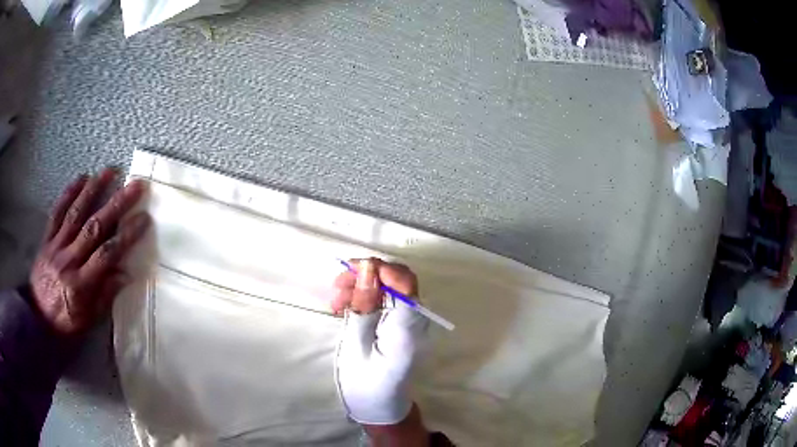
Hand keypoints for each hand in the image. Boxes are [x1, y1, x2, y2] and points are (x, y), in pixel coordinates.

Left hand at [29, 169, 149, 336]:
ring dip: (93, 190)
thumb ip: (105, 296)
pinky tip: (81, 178)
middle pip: (94, 227)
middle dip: (116, 204)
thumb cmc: (66, 323)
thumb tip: (126, 273)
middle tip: (134, 185)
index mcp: (81, 284)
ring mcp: (56, 246)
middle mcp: (69, 260)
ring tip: (109, 171)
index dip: (126, 236)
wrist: (37, 317)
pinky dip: (69, 193)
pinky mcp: (47, 238)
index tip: (143, 219)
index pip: (107, 255)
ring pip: (75, 213)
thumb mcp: (88, 320)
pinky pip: (57, 212)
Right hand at [332, 258, 429, 445]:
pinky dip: (364, 296)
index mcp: (407, 328)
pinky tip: (345, 305)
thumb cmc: (364, 382)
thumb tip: (366, 270)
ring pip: (388, 286)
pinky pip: (384, 298)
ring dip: (361, 284)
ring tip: (336, 301)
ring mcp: (407, 321)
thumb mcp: (356, 345)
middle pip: (398, 279)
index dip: (380, 268)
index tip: (351, 270)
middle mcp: (413, 319)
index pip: (405, 282)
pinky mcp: (398, 322)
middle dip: (367, 274)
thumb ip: (363, 307)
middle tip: (337, 286)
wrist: (377, 404)